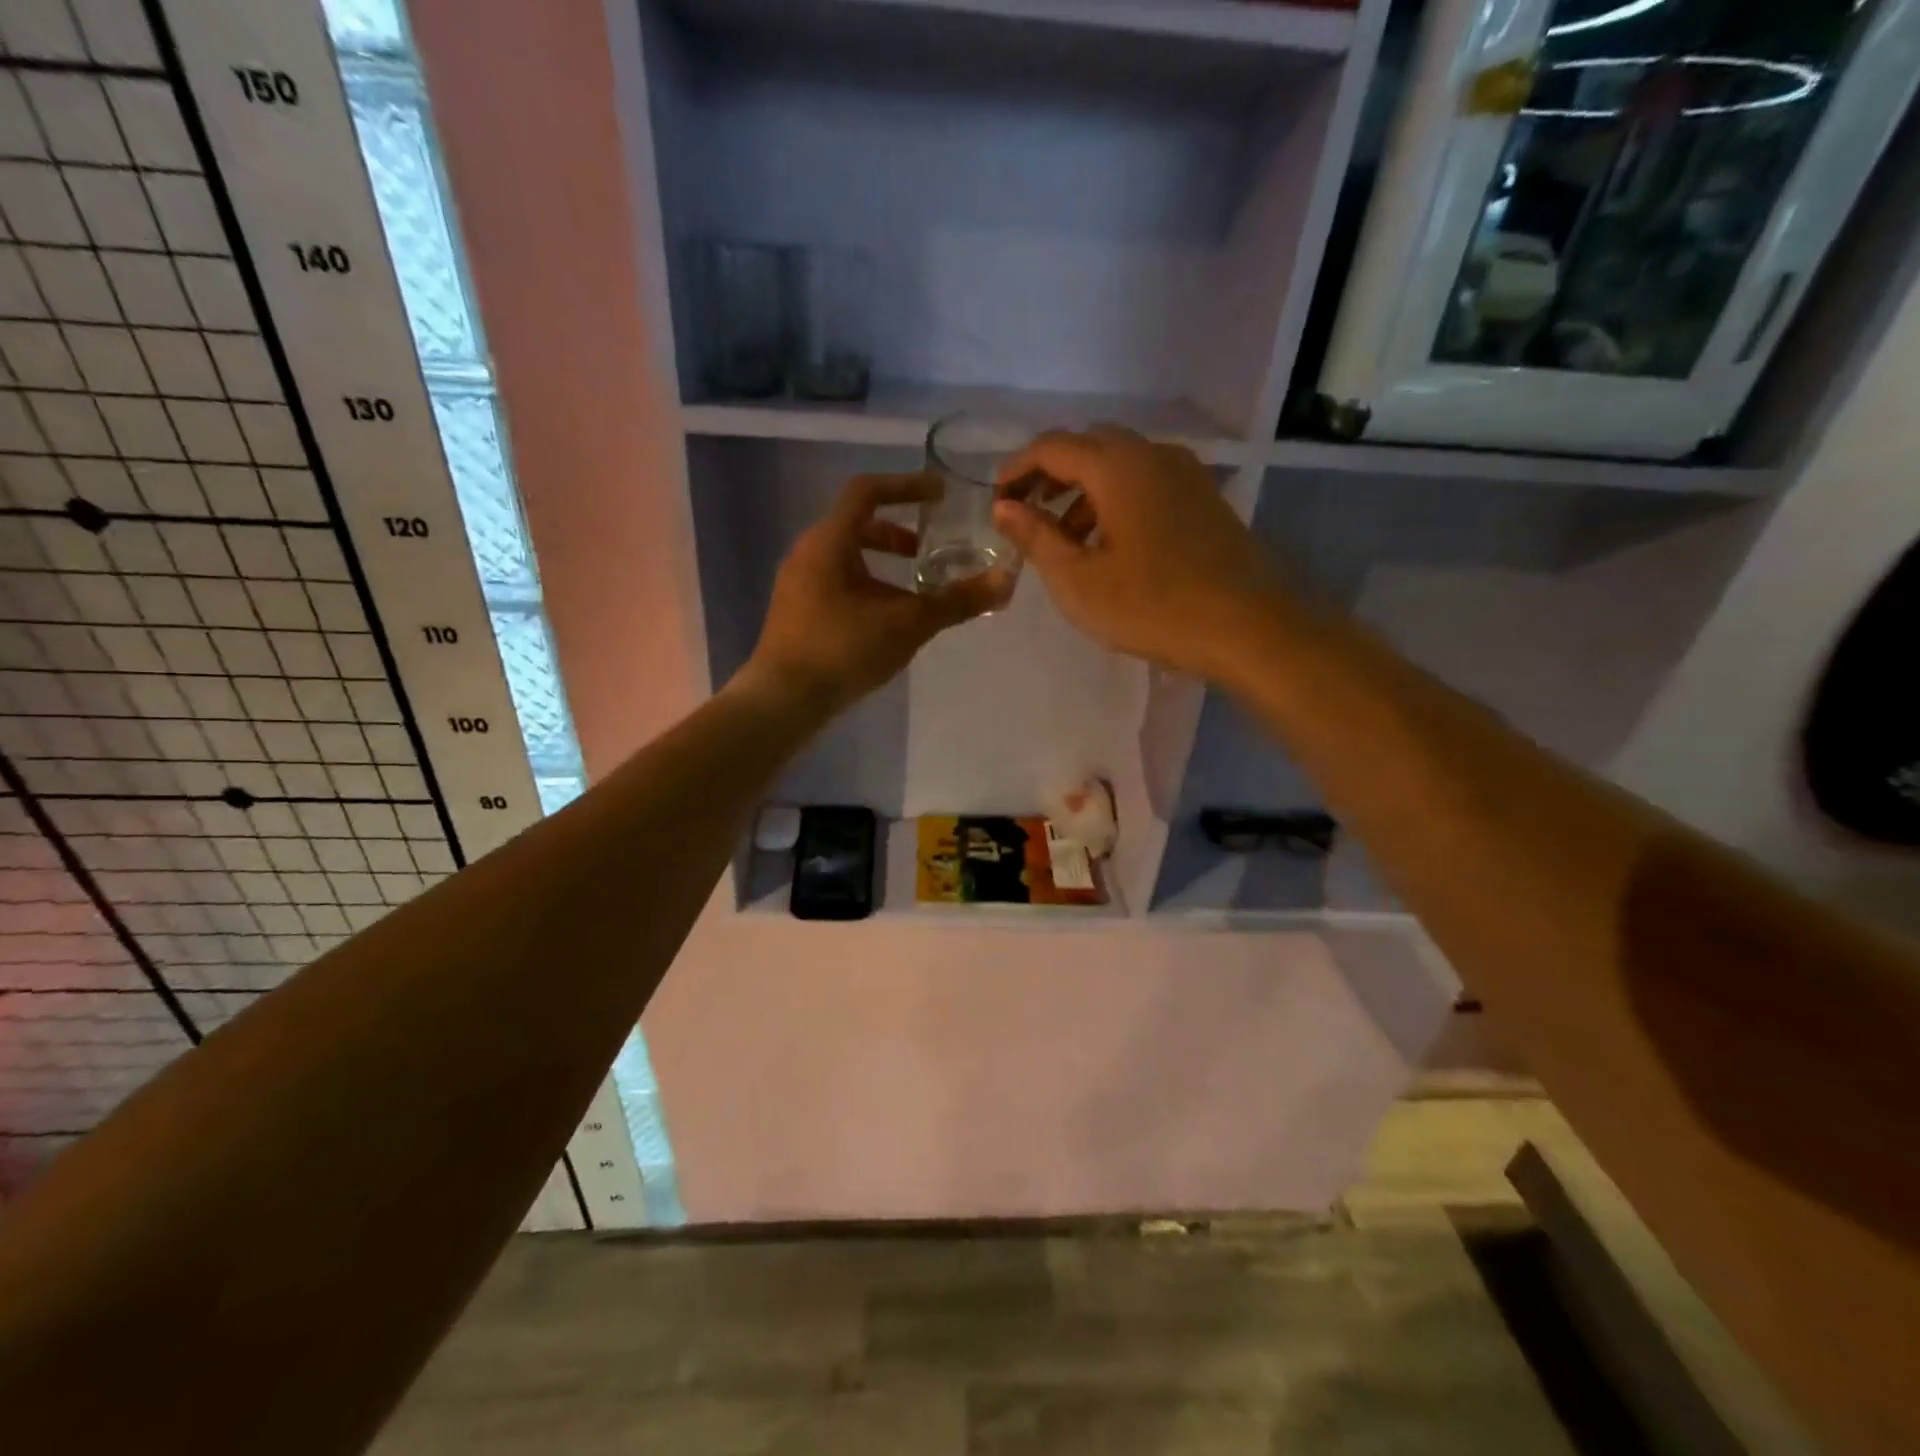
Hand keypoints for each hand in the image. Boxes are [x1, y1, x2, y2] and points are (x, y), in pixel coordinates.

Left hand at [744, 472, 1004, 713]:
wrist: (783, 700)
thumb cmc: (843, 649)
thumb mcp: (908, 623)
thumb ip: (956, 601)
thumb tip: (1005, 581)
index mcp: (829, 541)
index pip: (866, 490)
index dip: (906, 485)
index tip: (940, 495)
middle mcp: (807, 553)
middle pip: (855, 524)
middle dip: (896, 532)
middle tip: (926, 550)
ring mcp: (797, 584)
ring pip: (845, 557)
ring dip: (881, 563)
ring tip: (912, 591)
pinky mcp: (796, 613)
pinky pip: (835, 582)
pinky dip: (865, 585)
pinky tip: (885, 621)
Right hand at [992, 426, 1285, 679]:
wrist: (1248, 627)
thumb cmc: (1153, 606)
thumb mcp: (1078, 580)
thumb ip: (1036, 537)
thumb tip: (1004, 507)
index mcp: (1118, 466)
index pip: (1053, 447)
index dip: (1017, 469)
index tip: (996, 499)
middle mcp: (1154, 455)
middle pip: (1089, 446)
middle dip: (1051, 474)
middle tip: (1029, 515)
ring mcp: (1186, 474)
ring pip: (1121, 464)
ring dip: (1084, 490)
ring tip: (1066, 540)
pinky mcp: (1205, 499)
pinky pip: (1148, 482)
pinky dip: (1117, 499)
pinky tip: (1112, 544)